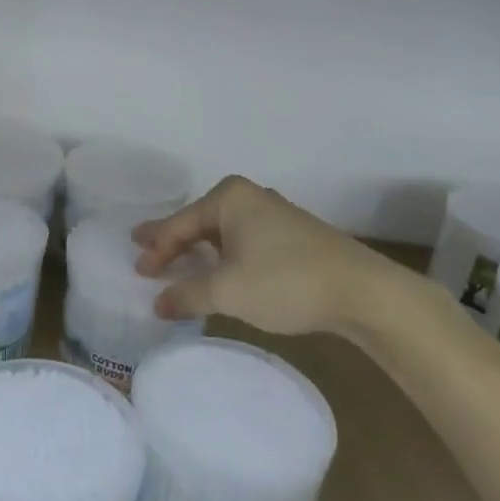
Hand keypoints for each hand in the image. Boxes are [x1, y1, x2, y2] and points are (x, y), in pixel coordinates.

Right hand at [133, 176, 391, 335]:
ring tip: (177, 263)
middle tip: (145, 254)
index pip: (180, 224)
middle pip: (199, 222)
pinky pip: (243, 242)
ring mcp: (274, 215)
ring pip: (223, 233)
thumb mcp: (228, 291)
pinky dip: (224, 257)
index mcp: (229, 197)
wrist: (361, 291)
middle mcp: (250, 197)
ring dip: (200, 252)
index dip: (156, 249)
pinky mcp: (292, 236)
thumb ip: (187, 294)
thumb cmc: (285, 281)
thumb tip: (157, 303)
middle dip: (174, 242)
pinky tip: (220, 272)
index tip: (137, 270)